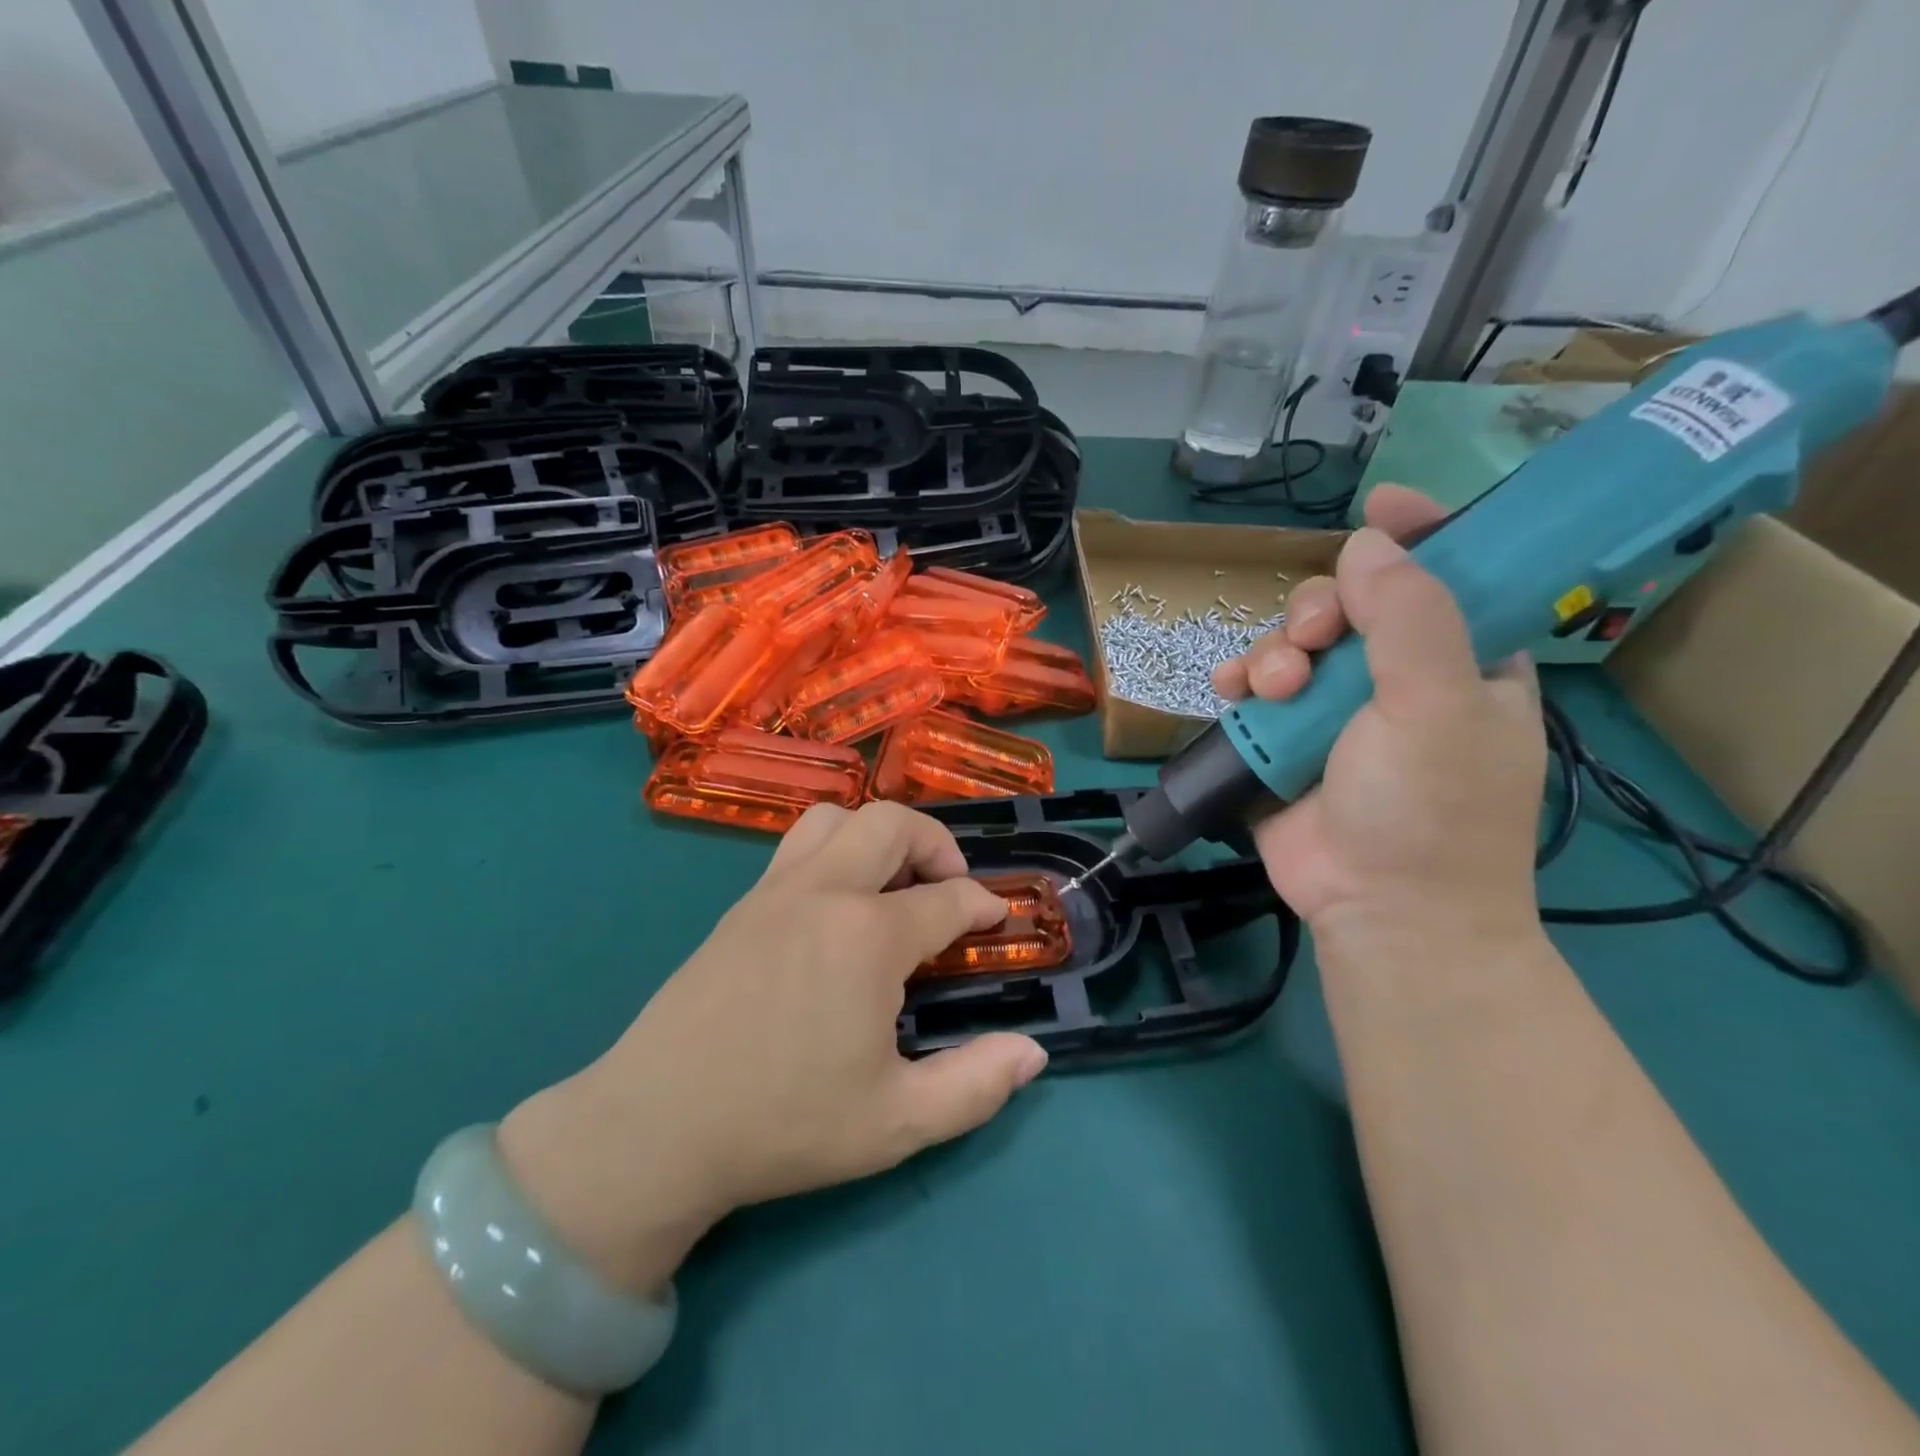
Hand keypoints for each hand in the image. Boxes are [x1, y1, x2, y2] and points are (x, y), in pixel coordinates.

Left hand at [497, 802, 1047, 1293]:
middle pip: (892, 823)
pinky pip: (798, 845)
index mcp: (868, 935)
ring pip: (836, 818)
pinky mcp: (741, 905)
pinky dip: (835, 850)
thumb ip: (975, 1086)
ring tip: (892, 883)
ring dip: (878, 835)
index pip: (947, 899)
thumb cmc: (783, 1124)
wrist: (657, 1127)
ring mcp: (775, 891)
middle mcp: (824, 892)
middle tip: (949, 887)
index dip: (982, 905)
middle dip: (937, 843)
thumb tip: (1032, 1053)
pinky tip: (837, 906)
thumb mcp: (896, 1122)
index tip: (997, 919)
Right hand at [1212, 485, 1547, 962]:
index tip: (1380, 506)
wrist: (1379, 910)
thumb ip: (1410, 616)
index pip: (1446, 576)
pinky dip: (1238, 681)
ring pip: (1293, 644)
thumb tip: (1368, 543)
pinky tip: (1229, 690)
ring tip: (1268, 687)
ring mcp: (1335, 712)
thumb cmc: (1430, 808)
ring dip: (1272, 651)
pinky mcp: (1284, 741)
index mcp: (1462, 662)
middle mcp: (1397, 679)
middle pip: (1351, 605)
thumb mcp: (1438, 704)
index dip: (1417, 535)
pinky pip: (1254, 689)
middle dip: (1319, 610)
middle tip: (1311, 640)